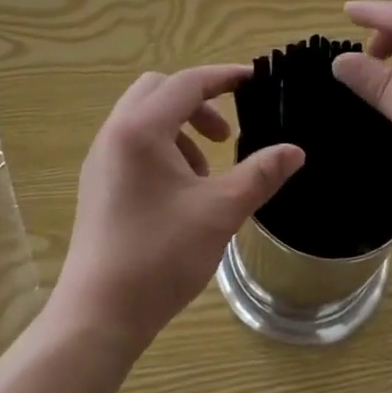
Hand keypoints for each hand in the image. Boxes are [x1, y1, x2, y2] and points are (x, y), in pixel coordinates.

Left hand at [52, 65, 304, 354]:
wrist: (98, 315)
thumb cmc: (160, 256)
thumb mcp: (220, 212)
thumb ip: (260, 175)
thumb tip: (295, 151)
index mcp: (141, 129)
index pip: (187, 82)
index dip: (224, 77)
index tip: (255, 80)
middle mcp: (115, 133)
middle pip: (159, 90)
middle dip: (198, 103)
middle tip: (225, 137)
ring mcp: (100, 158)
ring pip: (144, 116)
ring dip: (180, 128)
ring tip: (205, 174)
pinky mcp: (96, 182)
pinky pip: (131, 142)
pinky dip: (161, 147)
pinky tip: (180, 193)